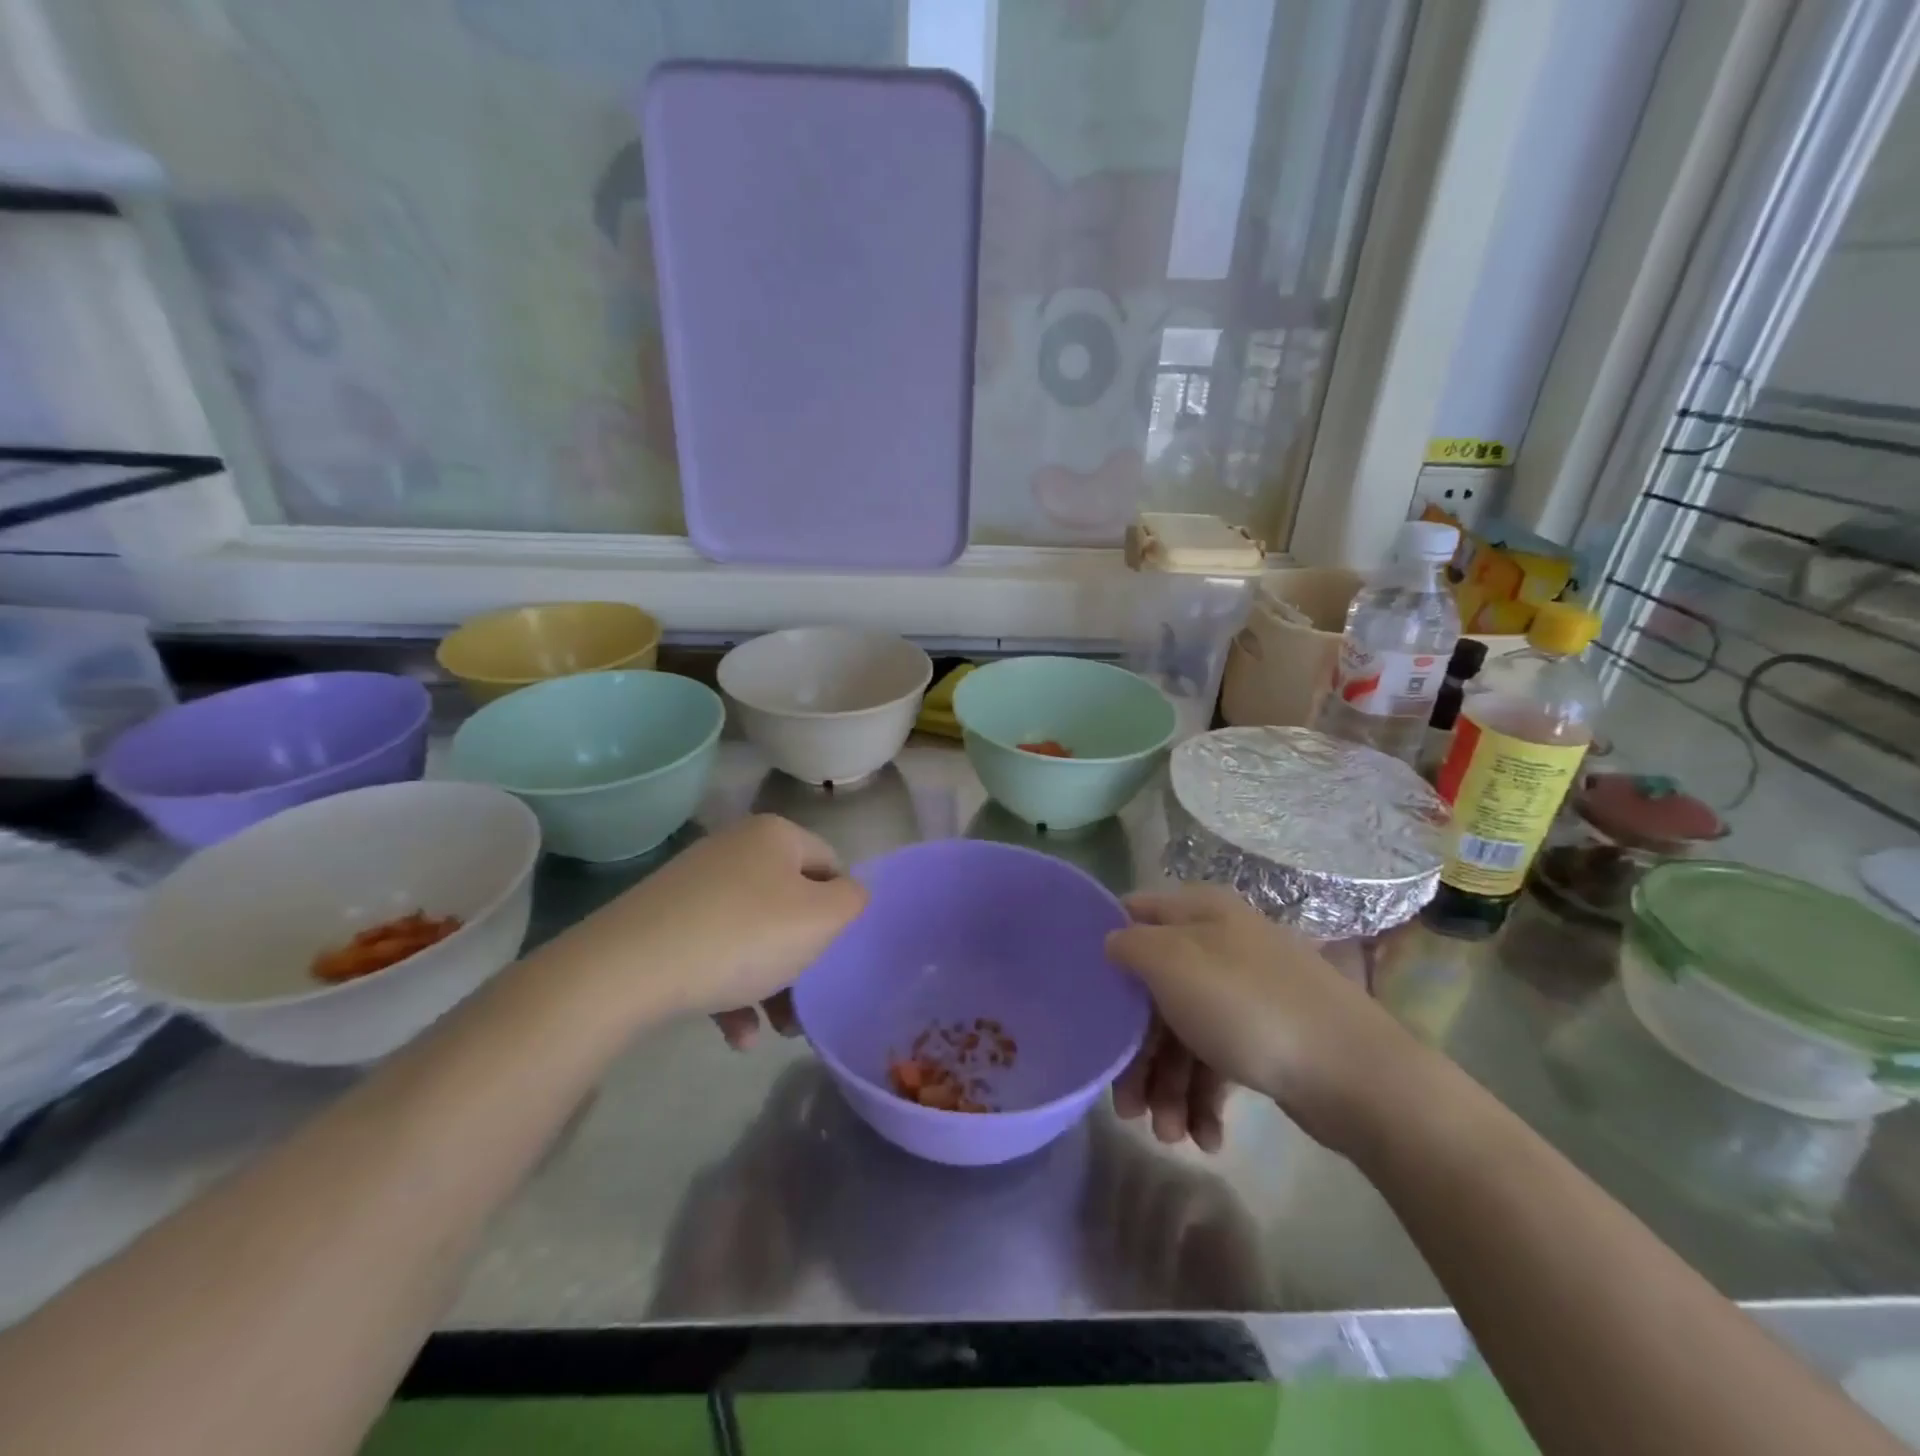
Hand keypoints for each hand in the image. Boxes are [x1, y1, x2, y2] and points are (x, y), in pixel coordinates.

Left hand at [539, 815, 866, 1041]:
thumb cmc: (741, 936)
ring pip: (753, 935)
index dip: (840, 912)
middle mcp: (736, 849)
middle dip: (804, 959)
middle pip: (790, 905)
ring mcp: (695, 885)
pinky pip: (713, 952)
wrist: (625, 969)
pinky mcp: (664, 921)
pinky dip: (731, 991)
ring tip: (776, 1031)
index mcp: (775, 836)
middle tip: (808, 1001)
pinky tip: (736, 1036)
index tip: (835, 956)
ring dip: (771, 983)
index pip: (831, 866)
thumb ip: (852, 901)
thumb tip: (850, 894)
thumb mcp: (820, 920)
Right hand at [1105, 886, 1424, 1151]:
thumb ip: (1130, 945)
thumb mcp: (1172, 963)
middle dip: (1136, 1052)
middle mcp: (1220, 945)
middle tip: (1126, 1107)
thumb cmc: (1248, 1008)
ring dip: (1168, 1087)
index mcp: (1199, 914)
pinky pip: (1217, 1061)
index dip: (1105, 950)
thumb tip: (1112, 944)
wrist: (1357, 1074)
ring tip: (1169, 1137)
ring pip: (1183, 1033)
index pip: (1134, 915)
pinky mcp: (1265, 1038)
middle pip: (1154, 991)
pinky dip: (1205, 1098)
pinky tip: (1206, 1137)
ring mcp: (1245, 994)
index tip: (1083, 994)